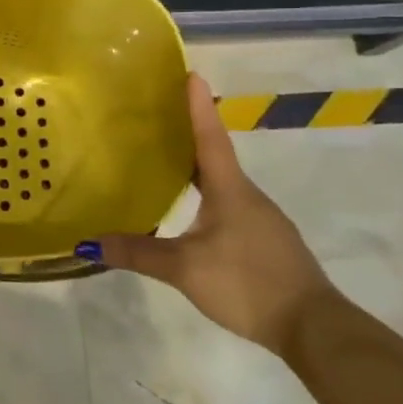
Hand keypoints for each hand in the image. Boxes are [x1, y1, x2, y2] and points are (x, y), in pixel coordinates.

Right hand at [89, 73, 337, 352]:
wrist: (314, 329)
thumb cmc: (248, 283)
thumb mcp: (185, 269)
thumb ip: (138, 253)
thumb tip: (88, 243)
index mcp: (230, 190)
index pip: (210, 138)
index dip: (198, 106)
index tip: (192, 74)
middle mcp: (247, 195)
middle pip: (214, 155)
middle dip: (189, 132)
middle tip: (158, 115)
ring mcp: (260, 218)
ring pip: (222, 182)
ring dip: (196, 165)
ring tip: (163, 158)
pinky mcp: (263, 240)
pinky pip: (229, 204)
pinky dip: (205, 193)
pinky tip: (188, 209)